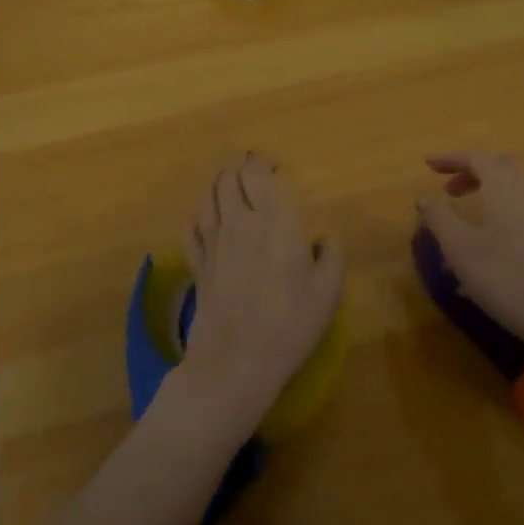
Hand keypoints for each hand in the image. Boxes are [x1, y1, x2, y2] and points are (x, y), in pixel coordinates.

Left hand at [179, 152, 344, 430]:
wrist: (236, 360)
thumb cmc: (290, 322)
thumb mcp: (328, 289)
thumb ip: (330, 254)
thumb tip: (322, 238)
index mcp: (275, 219)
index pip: (257, 174)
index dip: (261, 163)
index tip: (271, 167)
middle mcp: (239, 221)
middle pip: (228, 179)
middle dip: (239, 169)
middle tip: (252, 174)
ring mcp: (213, 242)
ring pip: (208, 197)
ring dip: (218, 185)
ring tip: (229, 186)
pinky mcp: (197, 264)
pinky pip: (193, 226)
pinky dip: (200, 214)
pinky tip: (207, 219)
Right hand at [417, 151, 523, 357]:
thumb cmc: (506, 276)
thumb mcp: (459, 248)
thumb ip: (438, 217)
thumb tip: (424, 196)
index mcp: (503, 183)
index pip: (475, 157)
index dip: (450, 159)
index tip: (428, 164)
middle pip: (499, 166)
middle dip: (471, 172)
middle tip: (448, 190)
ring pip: (515, 186)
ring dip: (489, 190)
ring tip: (468, 213)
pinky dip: (505, 208)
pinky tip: (492, 240)